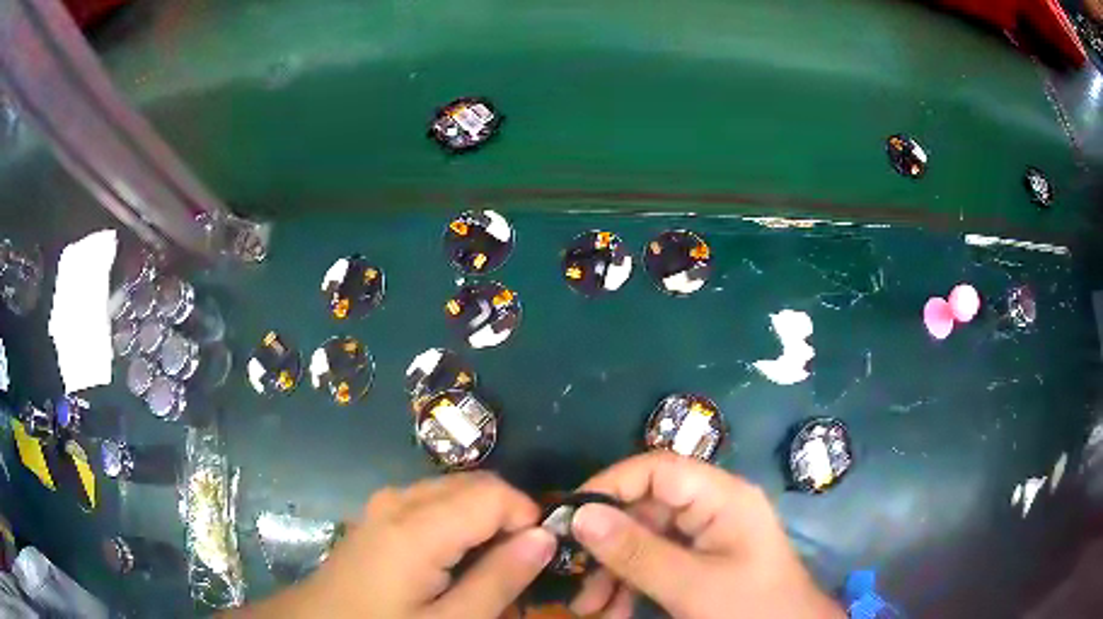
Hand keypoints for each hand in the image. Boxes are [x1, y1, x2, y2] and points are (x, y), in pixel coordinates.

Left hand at [233, 472, 555, 618]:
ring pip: (454, 491)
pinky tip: (453, 560)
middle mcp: (400, 501)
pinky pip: (430, 502)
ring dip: (483, 519)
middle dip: (508, 516)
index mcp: (417, 527)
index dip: (527, 517)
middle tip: (518, 564)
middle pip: (475, 484)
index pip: (494, 493)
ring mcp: (384, 505)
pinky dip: (457, 521)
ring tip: (489, 566)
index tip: (538, 556)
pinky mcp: (378, 516)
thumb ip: (499, 579)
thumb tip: (544, 536)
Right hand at [569, 452, 843, 618]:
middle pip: (645, 509)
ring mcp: (705, 536)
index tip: (570, 516)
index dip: (611, 485)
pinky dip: (630, 585)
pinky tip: (612, 610)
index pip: (658, 469)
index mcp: (722, 498)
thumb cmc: (750, 608)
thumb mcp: (690, 585)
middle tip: (575, 579)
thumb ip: (636, 552)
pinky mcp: (700, 560)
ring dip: (613, 573)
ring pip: (644, 540)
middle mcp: (712, 508)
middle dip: (607, 547)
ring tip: (590, 608)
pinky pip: (655, 562)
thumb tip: (580, 515)